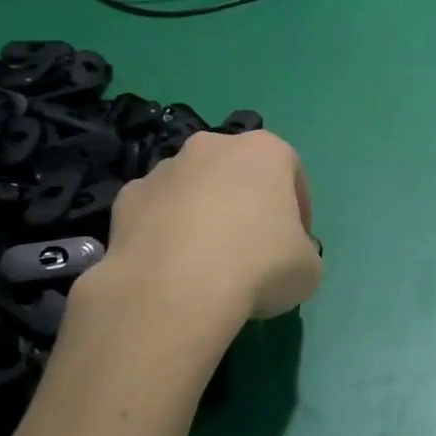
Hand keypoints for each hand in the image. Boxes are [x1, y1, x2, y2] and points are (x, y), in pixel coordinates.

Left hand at [88, 131, 321, 324]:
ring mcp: (165, 169)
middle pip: (237, 172)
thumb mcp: (308, 268)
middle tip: (251, 249)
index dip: (298, 210)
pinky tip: (170, 268)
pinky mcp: (126, 198)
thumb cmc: (260, 265)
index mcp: (265, 151)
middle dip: (245, 203)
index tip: (296, 244)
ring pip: (193, 188)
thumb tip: (284, 257)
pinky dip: (163, 232)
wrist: (176, 288)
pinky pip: (155, 212)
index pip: (291, 172)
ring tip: (205, 264)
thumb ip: (300, 252)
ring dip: (202, 215)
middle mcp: (212, 146)